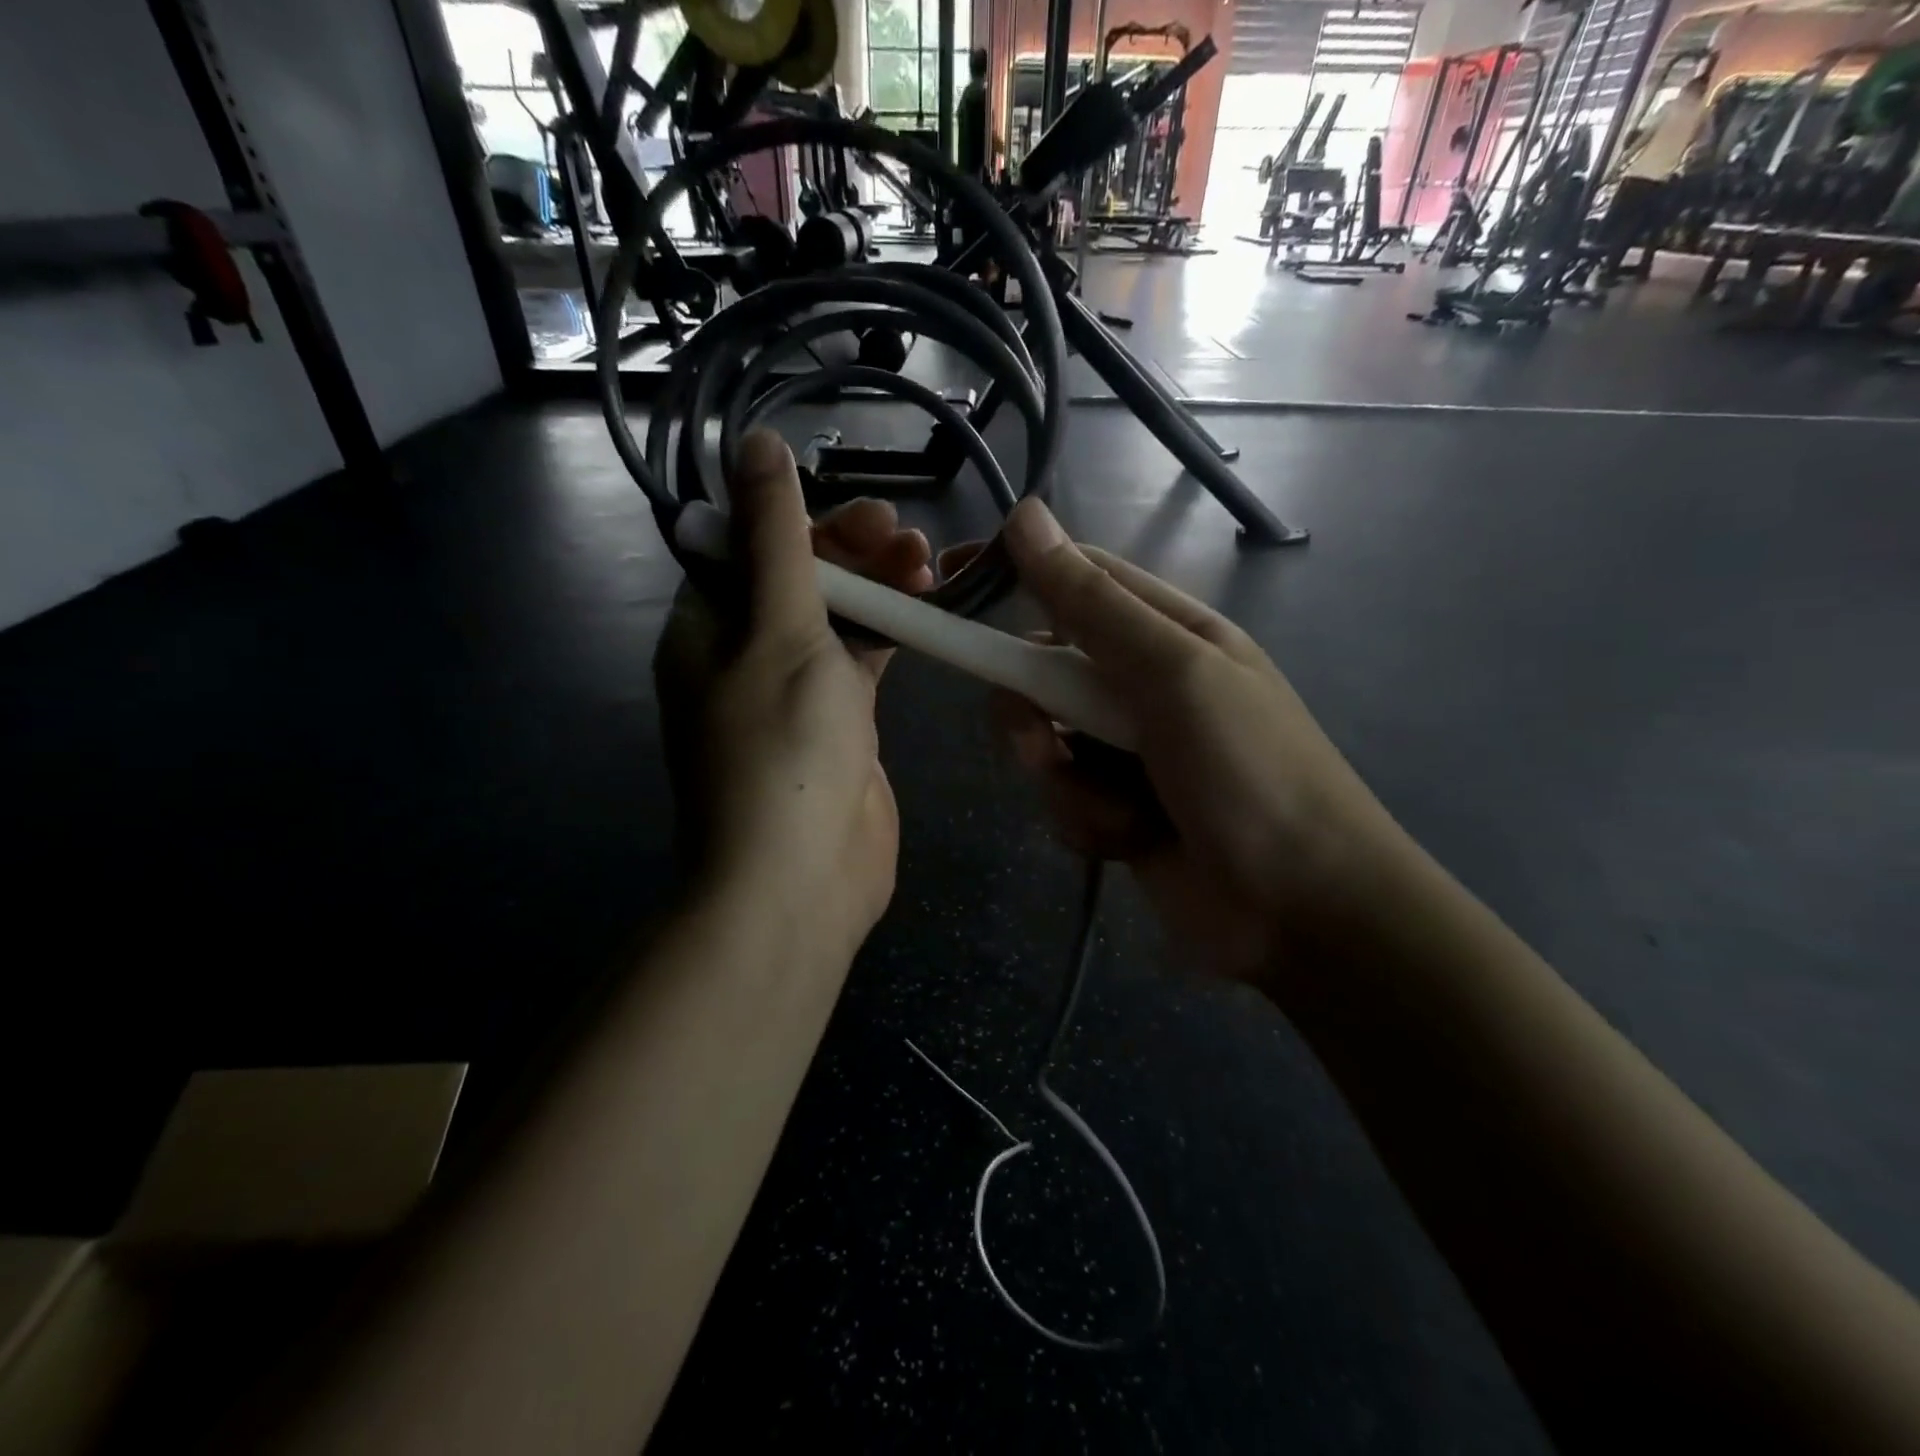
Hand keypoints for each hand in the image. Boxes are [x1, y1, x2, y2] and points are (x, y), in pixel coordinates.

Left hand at [653, 430, 932, 957]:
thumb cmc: (782, 748)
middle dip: (851, 550)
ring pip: (836, 616)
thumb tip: (754, 443)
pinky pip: (862, 659)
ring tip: (927, 563)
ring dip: (877, 586)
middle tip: (906, 538)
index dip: (803, 520)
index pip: (748, 546)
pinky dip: (891, 631)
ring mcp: (794, 691)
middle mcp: (743, 654)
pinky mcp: (840, 722)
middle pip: (797, 577)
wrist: (801, 879)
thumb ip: (774, 537)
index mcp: (707, 628)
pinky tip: (926, 608)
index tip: (864, 515)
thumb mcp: (779, 628)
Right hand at [962, 500, 1409, 988]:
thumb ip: (1093, 606)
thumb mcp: (1172, 677)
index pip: (1075, 580)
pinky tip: (1132, 842)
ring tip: (1120, 811)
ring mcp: (1126, 752)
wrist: (1301, 914)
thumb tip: (1027, 515)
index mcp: (1166, 634)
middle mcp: (1141, 686)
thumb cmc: (1250, 775)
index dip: (1012, 573)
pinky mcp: (1115, 810)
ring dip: (1066, 781)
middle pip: (1042, 671)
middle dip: (1032, 713)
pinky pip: (1062, 800)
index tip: (949, 581)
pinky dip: (1087, 822)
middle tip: (1042, 744)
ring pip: (1043, 743)